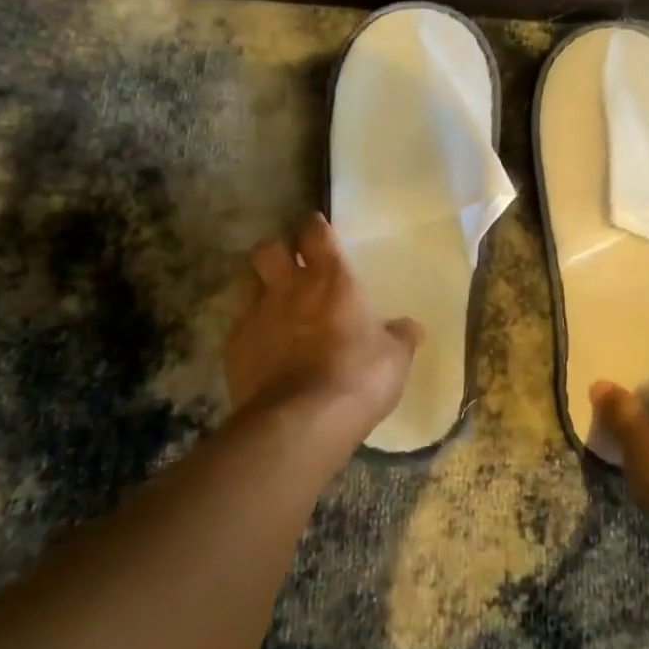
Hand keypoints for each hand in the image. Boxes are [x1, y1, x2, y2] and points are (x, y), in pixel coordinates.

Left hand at [224, 214, 423, 453]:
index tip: (318, 230)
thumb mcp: (394, 358)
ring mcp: (257, 316)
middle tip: (290, 267)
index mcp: (331, 279)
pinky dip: (252, 333)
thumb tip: (414, 328)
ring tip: (273, 308)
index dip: (315, 228)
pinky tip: (264, 352)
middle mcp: (289, 288)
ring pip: (247, 284)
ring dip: (259, 289)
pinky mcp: (234, 349)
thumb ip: (401, 337)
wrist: (303, 421)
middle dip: (277, 252)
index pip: (315, 233)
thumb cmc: (359, 376)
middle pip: (268, 249)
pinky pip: (240, 328)